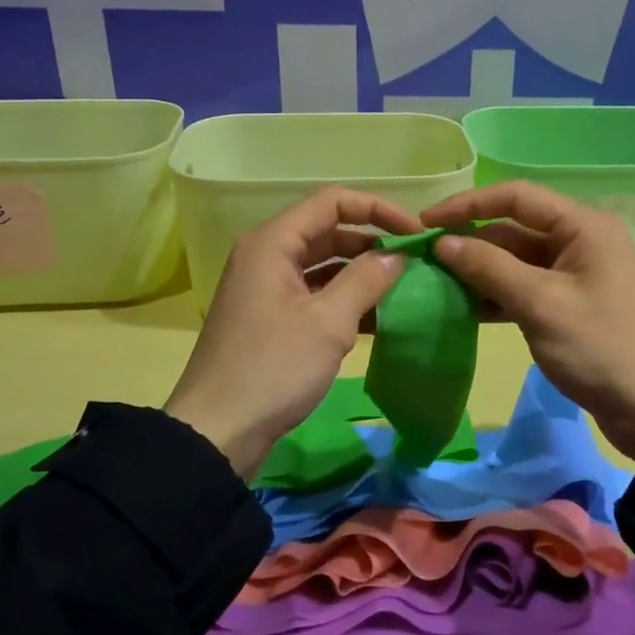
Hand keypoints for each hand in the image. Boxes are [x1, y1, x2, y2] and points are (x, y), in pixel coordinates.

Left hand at [164, 187, 423, 478]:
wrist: (218, 432)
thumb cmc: (273, 369)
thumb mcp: (327, 322)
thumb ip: (366, 280)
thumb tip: (397, 254)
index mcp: (273, 243)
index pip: (332, 201)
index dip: (378, 209)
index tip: (416, 233)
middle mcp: (267, 256)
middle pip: (328, 231)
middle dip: (373, 242)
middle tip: (416, 262)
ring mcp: (268, 289)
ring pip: (323, 265)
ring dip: (362, 273)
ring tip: (404, 288)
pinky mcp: (272, 319)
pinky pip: (315, 294)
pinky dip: (345, 300)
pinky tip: (378, 318)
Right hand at [420, 181, 634, 460]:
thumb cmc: (598, 348)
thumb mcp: (540, 304)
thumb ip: (489, 268)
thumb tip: (442, 242)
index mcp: (583, 227)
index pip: (516, 197)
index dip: (468, 204)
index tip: (426, 222)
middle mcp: (578, 240)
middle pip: (513, 228)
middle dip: (470, 241)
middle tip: (423, 259)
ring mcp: (572, 273)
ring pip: (514, 259)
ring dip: (478, 270)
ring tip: (435, 283)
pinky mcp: (565, 302)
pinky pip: (522, 286)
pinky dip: (494, 294)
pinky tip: (462, 307)